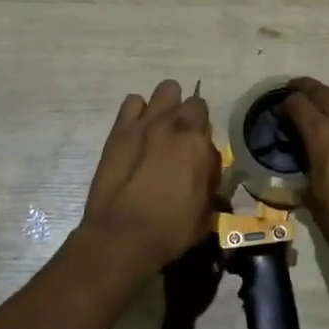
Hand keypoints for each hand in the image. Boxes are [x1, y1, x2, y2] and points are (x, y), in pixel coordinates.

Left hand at [78, 79, 219, 276]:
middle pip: (186, 99)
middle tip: (180, 138)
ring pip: (163, 92)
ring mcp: (144, 123)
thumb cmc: (171, 230)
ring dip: (164, 107)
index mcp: (197, 142)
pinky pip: (133, 103)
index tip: (198, 147)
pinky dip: (138, 112)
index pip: (206, 114)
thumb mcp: (206, 209)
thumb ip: (209, 178)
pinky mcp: (119, 131)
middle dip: (186, 114)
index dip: (202, 128)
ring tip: (158, 130)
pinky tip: (137, 132)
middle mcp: (173, 124)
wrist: (122, 237)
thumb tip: (206, 166)